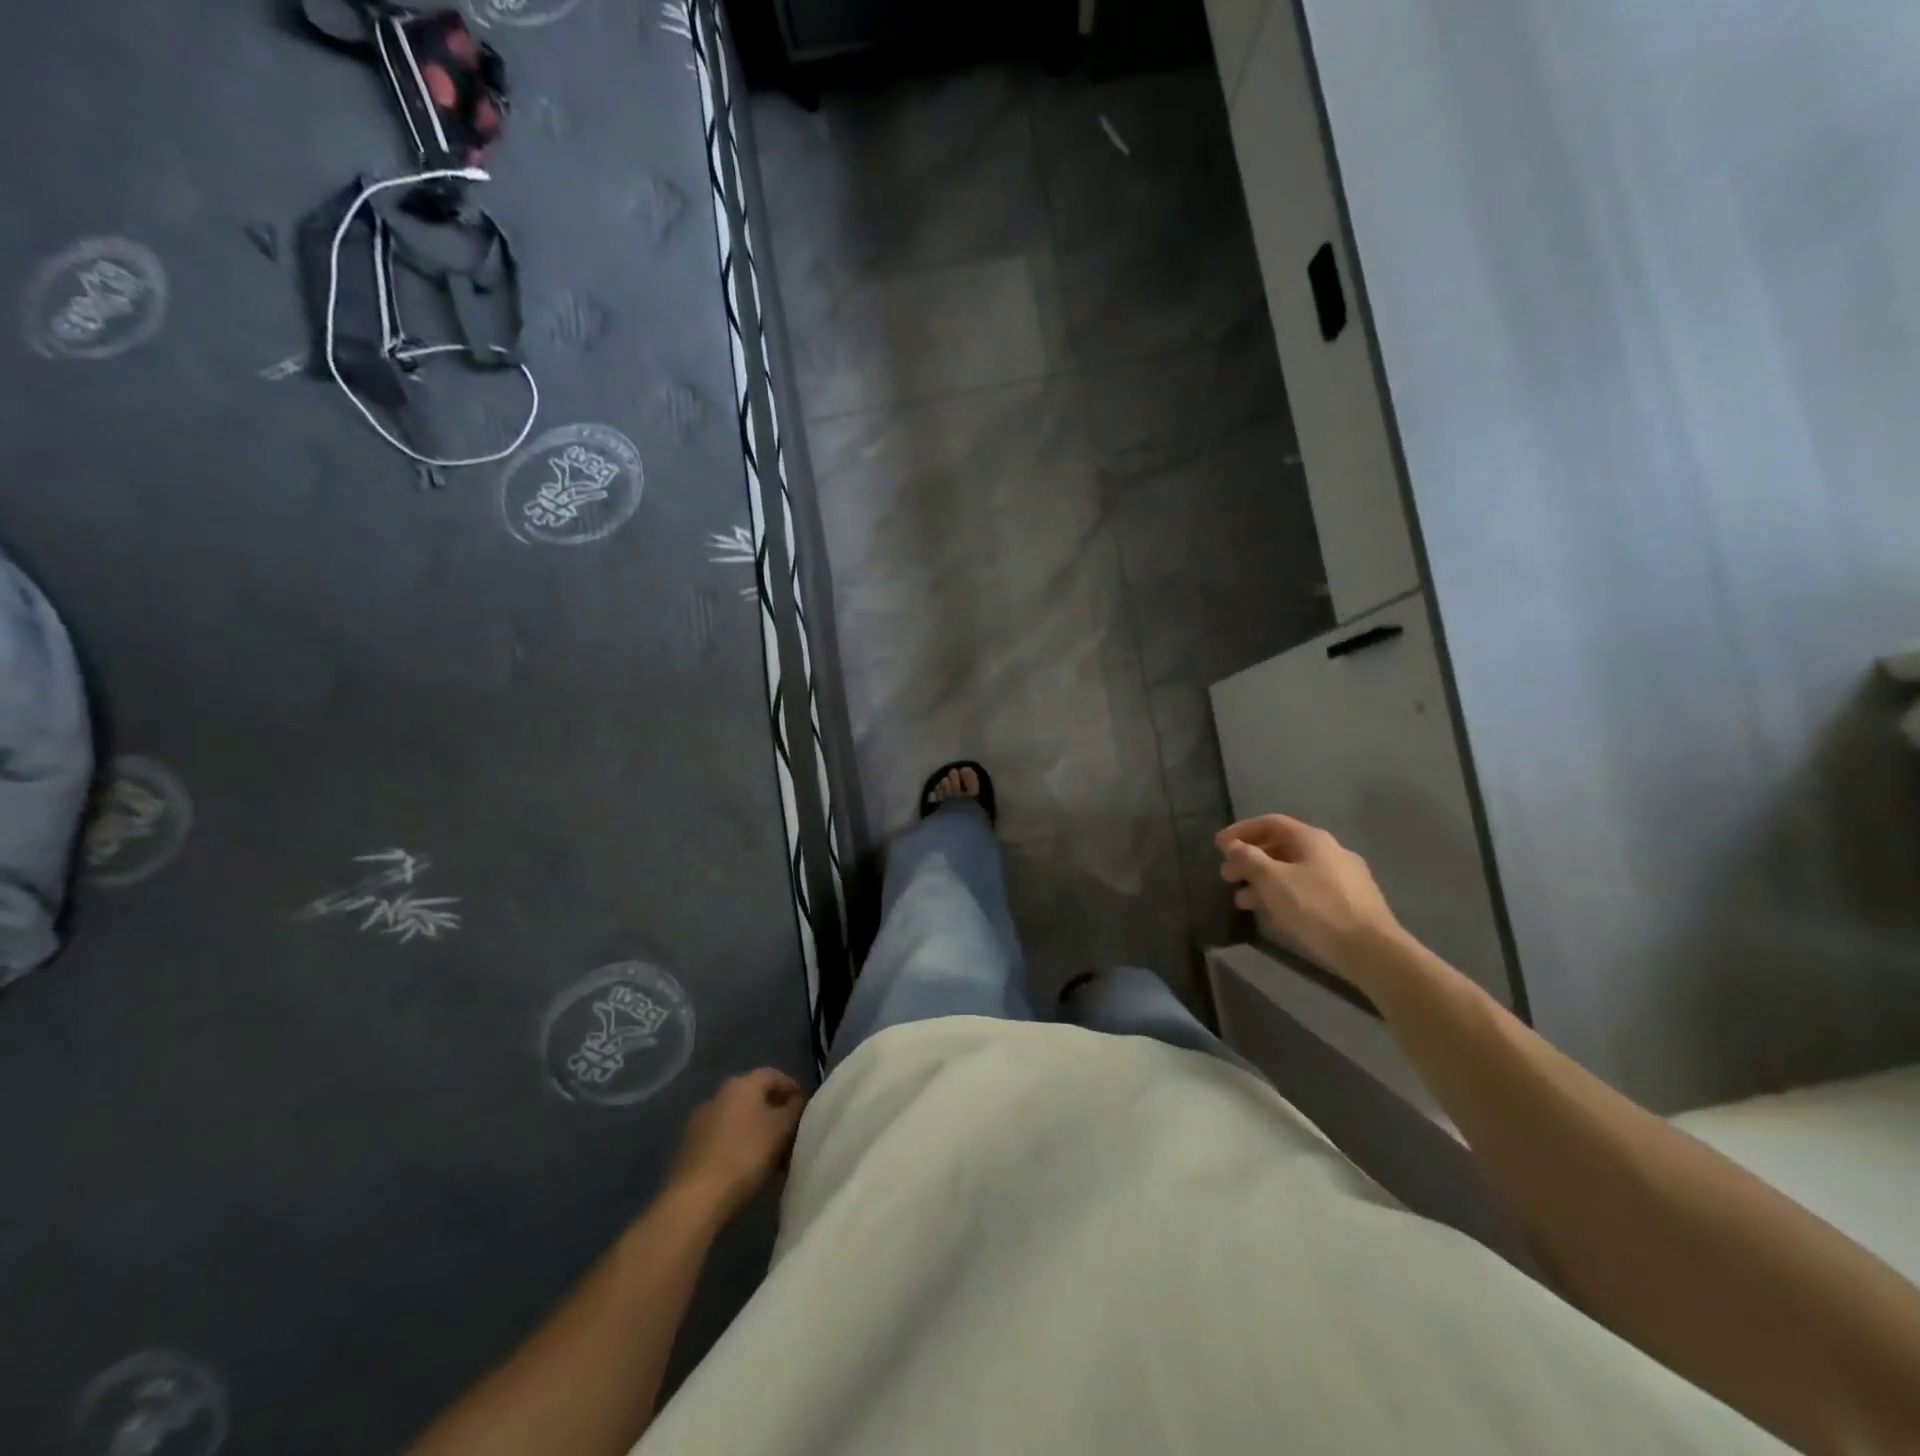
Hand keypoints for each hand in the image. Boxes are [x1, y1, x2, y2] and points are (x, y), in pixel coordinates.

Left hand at [669, 1069, 808, 1220]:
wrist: (696, 1199)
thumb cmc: (746, 1155)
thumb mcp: (782, 1129)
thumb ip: (795, 1109)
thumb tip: (798, 1100)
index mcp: (742, 1084)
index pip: (773, 1075)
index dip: (792, 1088)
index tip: (805, 1108)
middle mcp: (718, 1095)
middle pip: (755, 1097)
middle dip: (775, 1113)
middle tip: (791, 1134)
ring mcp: (700, 1121)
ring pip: (739, 1119)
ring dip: (757, 1131)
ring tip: (773, 1156)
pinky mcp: (690, 1148)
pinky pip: (723, 1138)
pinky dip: (739, 1146)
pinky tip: (748, 1168)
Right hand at [1217, 815, 1402, 980]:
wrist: (1372, 951)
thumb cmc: (1317, 908)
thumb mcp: (1273, 881)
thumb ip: (1249, 859)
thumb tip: (1233, 846)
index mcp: (1313, 839)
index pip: (1270, 823)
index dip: (1241, 831)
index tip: (1219, 846)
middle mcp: (1331, 851)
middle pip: (1282, 847)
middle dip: (1250, 860)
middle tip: (1227, 876)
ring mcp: (1344, 877)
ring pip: (1294, 871)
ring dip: (1264, 881)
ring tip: (1243, 901)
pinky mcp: (1351, 902)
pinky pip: (1308, 889)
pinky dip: (1285, 894)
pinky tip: (1274, 913)